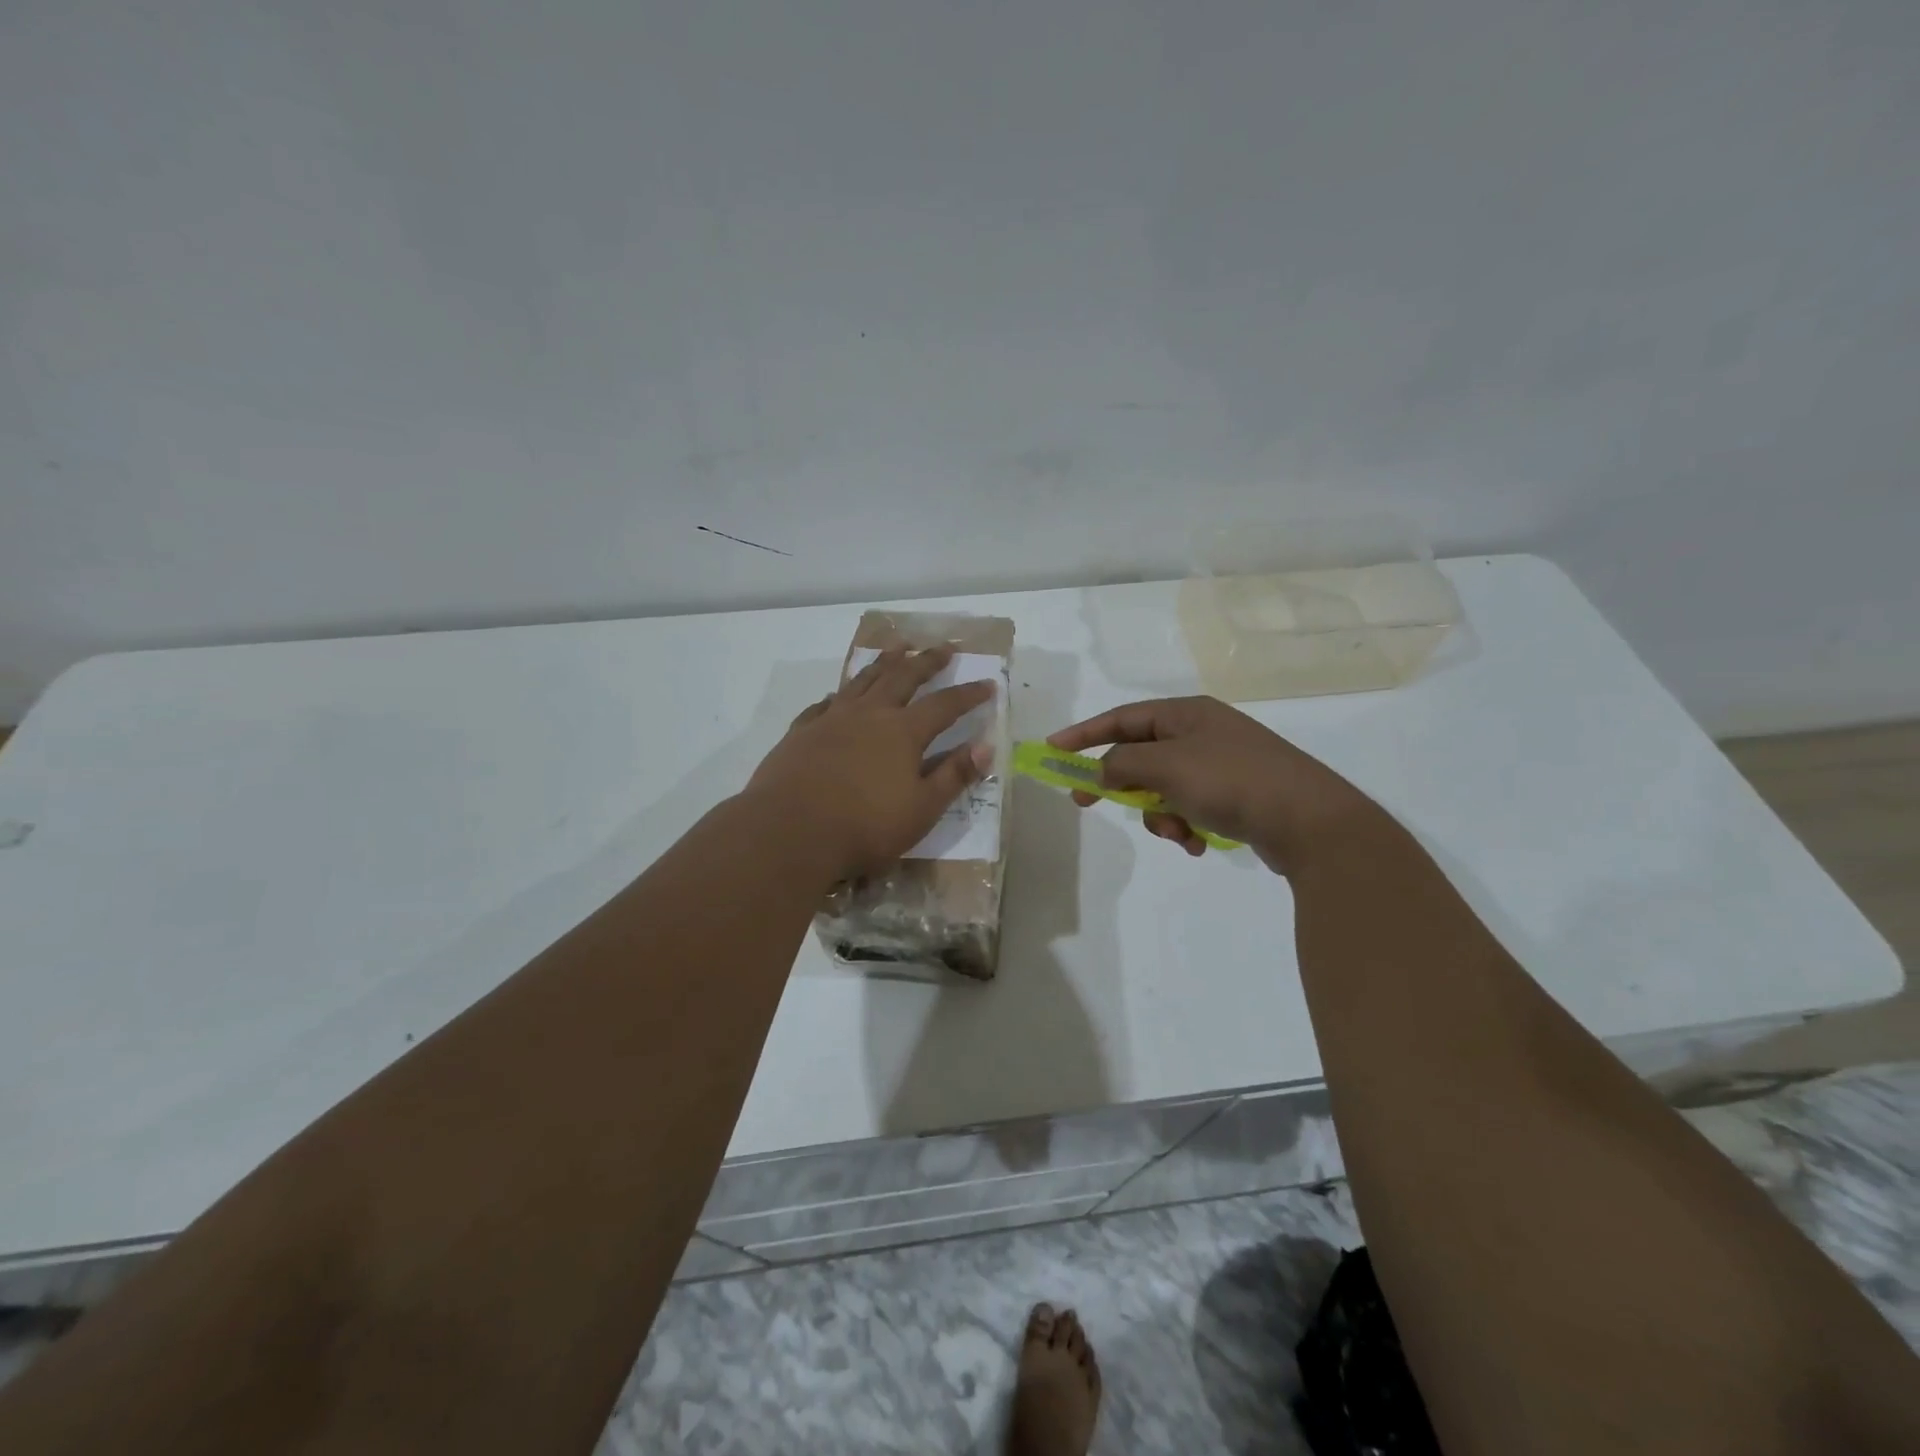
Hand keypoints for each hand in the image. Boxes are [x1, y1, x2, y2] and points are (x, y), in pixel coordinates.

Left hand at [746, 645, 995, 880]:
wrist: (790, 831)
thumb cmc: (865, 826)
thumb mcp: (922, 809)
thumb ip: (954, 776)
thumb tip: (986, 747)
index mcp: (903, 732)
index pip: (945, 705)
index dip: (968, 695)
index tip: (988, 684)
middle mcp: (869, 715)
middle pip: (903, 677)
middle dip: (926, 661)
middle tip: (943, 647)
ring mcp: (831, 719)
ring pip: (863, 680)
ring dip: (883, 662)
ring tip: (896, 648)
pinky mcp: (801, 731)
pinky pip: (824, 703)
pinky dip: (838, 694)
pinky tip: (837, 695)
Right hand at [1047, 696, 1380, 873]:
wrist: (1311, 822)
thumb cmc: (1231, 782)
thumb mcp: (1166, 767)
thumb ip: (1121, 764)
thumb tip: (1101, 771)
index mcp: (1187, 714)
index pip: (1122, 718)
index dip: (1084, 733)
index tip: (1053, 752)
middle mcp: (1203, 733)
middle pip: (1141, 756)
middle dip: (1123, 785)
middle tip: (1089, 804)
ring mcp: (1222, 765)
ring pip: (1164, 788)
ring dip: (1160, 815)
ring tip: (1179, 834)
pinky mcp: (1237, 797)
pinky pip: (1191, 808)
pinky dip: (1187, 826)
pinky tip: (1201, 844)